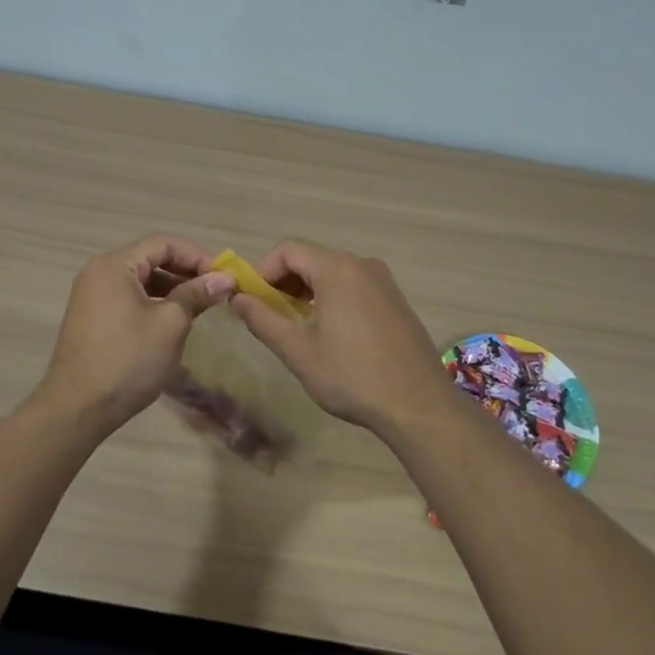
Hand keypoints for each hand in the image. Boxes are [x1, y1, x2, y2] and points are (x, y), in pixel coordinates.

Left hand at [35, 235, 236, 433]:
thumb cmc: (127, 360)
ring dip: (173, 289)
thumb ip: (196, 295)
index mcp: (114, 265)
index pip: (163, 244)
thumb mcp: (169, 324)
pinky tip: (175, 321)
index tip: (224, 275)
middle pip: (151, 259)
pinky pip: (130, 299)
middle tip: (217, 290)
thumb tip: (225, 278)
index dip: (197, 255)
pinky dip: (155, 303)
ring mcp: (93, 296)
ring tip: (202, 306)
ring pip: (141, 281)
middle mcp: (99, 273)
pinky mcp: (93, 319)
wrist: (77, 409)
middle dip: (186, 272)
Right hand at [227, 238, 451, 437]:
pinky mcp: (395, 300)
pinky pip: (353, 286)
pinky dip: (331, 298)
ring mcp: (383, 281)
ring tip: (296, 327)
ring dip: (306, 292)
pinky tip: (329, 333)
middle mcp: (362, 264)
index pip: (287, 249)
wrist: (418, 405)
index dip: (262, 271)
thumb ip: (262, 319)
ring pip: (332, 273)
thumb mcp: (298, 350)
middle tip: (269, 316)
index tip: (251, 301)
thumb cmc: (352, 376)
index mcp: (337, 269)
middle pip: (310, 258)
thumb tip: (236, 298)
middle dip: (283, 282)